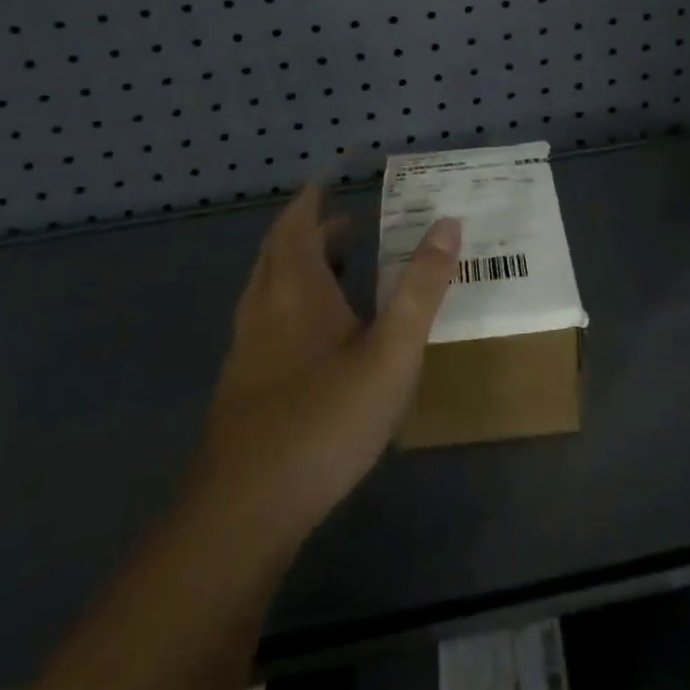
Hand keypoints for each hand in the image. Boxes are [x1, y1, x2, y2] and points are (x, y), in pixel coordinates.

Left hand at [189, 185, 459, 554]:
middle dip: (310, 229)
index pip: (298, 223)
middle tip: (346, 222)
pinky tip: (314, 334)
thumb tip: (448, 224)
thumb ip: (421, 288)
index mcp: (295, 288)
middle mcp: (264, 306)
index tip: (331, 180)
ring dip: (298, 265)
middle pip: (279, 251)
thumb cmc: (326, 419)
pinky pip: (265, 318)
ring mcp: (246, 347)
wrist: (245, 510)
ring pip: (269, 286)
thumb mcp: (391, 352)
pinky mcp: (241, 384)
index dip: (312, 199)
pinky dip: (290, 300)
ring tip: (337, 267)